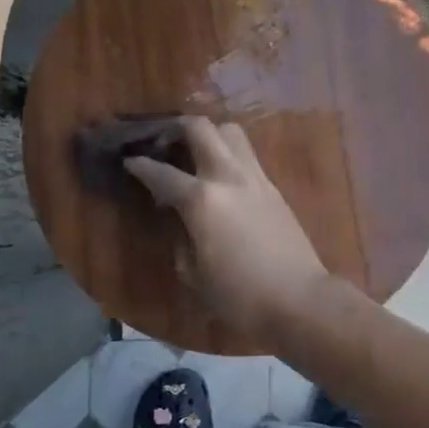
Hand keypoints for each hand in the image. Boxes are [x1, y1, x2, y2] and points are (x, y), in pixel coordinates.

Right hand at [124, 118, 330, 341]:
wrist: (300, 299)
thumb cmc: (240, 295)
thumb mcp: (194, 275)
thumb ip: (180, 239)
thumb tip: (178, 220)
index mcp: (201, 200)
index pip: (162, 173)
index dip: (140, 165)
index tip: (129, 161)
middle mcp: (228, 177)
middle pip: (201, 128)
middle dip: (176, 128)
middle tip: (163, 142)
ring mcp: (255, 178)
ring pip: (231, 132)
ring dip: (209, 134)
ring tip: (196, 153)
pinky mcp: (274, 188)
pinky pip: (247, 156)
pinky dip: (229, 154)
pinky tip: (221, 178)